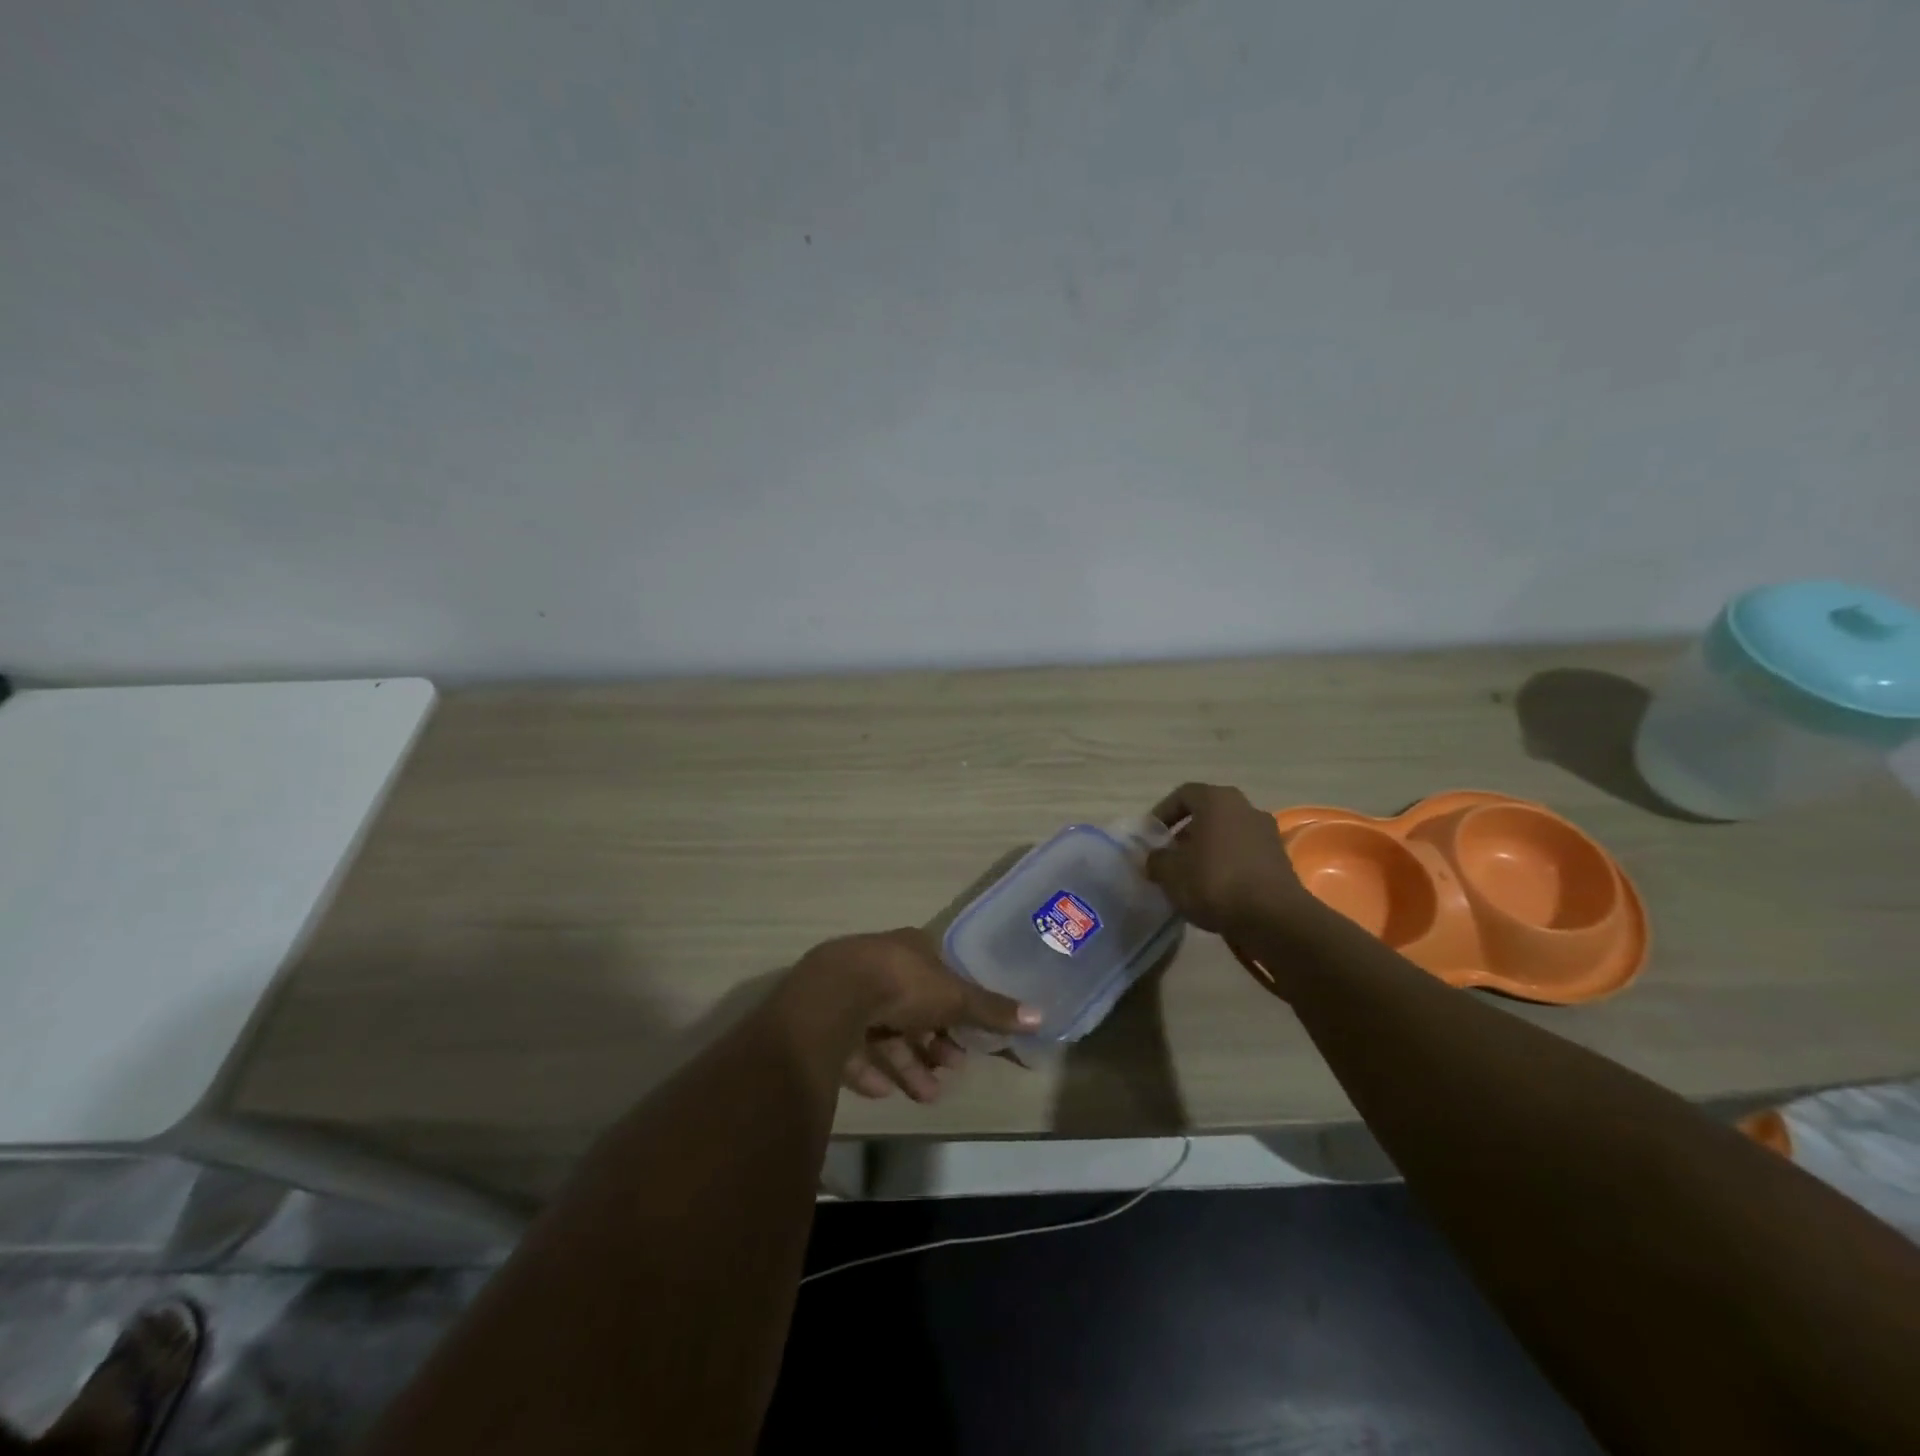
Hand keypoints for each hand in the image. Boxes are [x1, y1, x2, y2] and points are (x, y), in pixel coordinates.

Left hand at [785, 928, 1037, 1103]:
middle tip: (951, 1068)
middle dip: (934, 1042)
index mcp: (910, 950)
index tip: (969, 1038)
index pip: (939, 977)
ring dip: (908, 1063)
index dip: (956, 1008)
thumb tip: (1041, 1016)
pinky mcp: (825, 1019)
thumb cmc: (902, 984)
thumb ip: (991, 1010)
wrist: (833, 996)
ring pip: (884, 1030)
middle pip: (912, 1007)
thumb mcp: (954, 997)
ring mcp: (849, 991)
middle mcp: (879, 965)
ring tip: (927, 1094)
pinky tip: (883, 1091)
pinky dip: (870, 1069)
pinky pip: (852, 1047)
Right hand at [1145, 782, 1324, 938]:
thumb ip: (1156, 860)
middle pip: (1208, 814)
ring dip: (1207, 850)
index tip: (1151, 835)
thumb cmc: (1214, 881)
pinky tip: (1215, 890)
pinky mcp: (1280, 861)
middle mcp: (1246, 808)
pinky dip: (1227, 865)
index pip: (1184, 794)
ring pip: (1227, 835)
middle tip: (1169, 856)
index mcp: (1218, 800)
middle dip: (1186, 833)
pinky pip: (1244, 855)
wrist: (1272, 918)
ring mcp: (1267, 834)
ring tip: (1190, 876)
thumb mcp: (1170, 872)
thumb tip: (1156, 859)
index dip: (1163, 812)